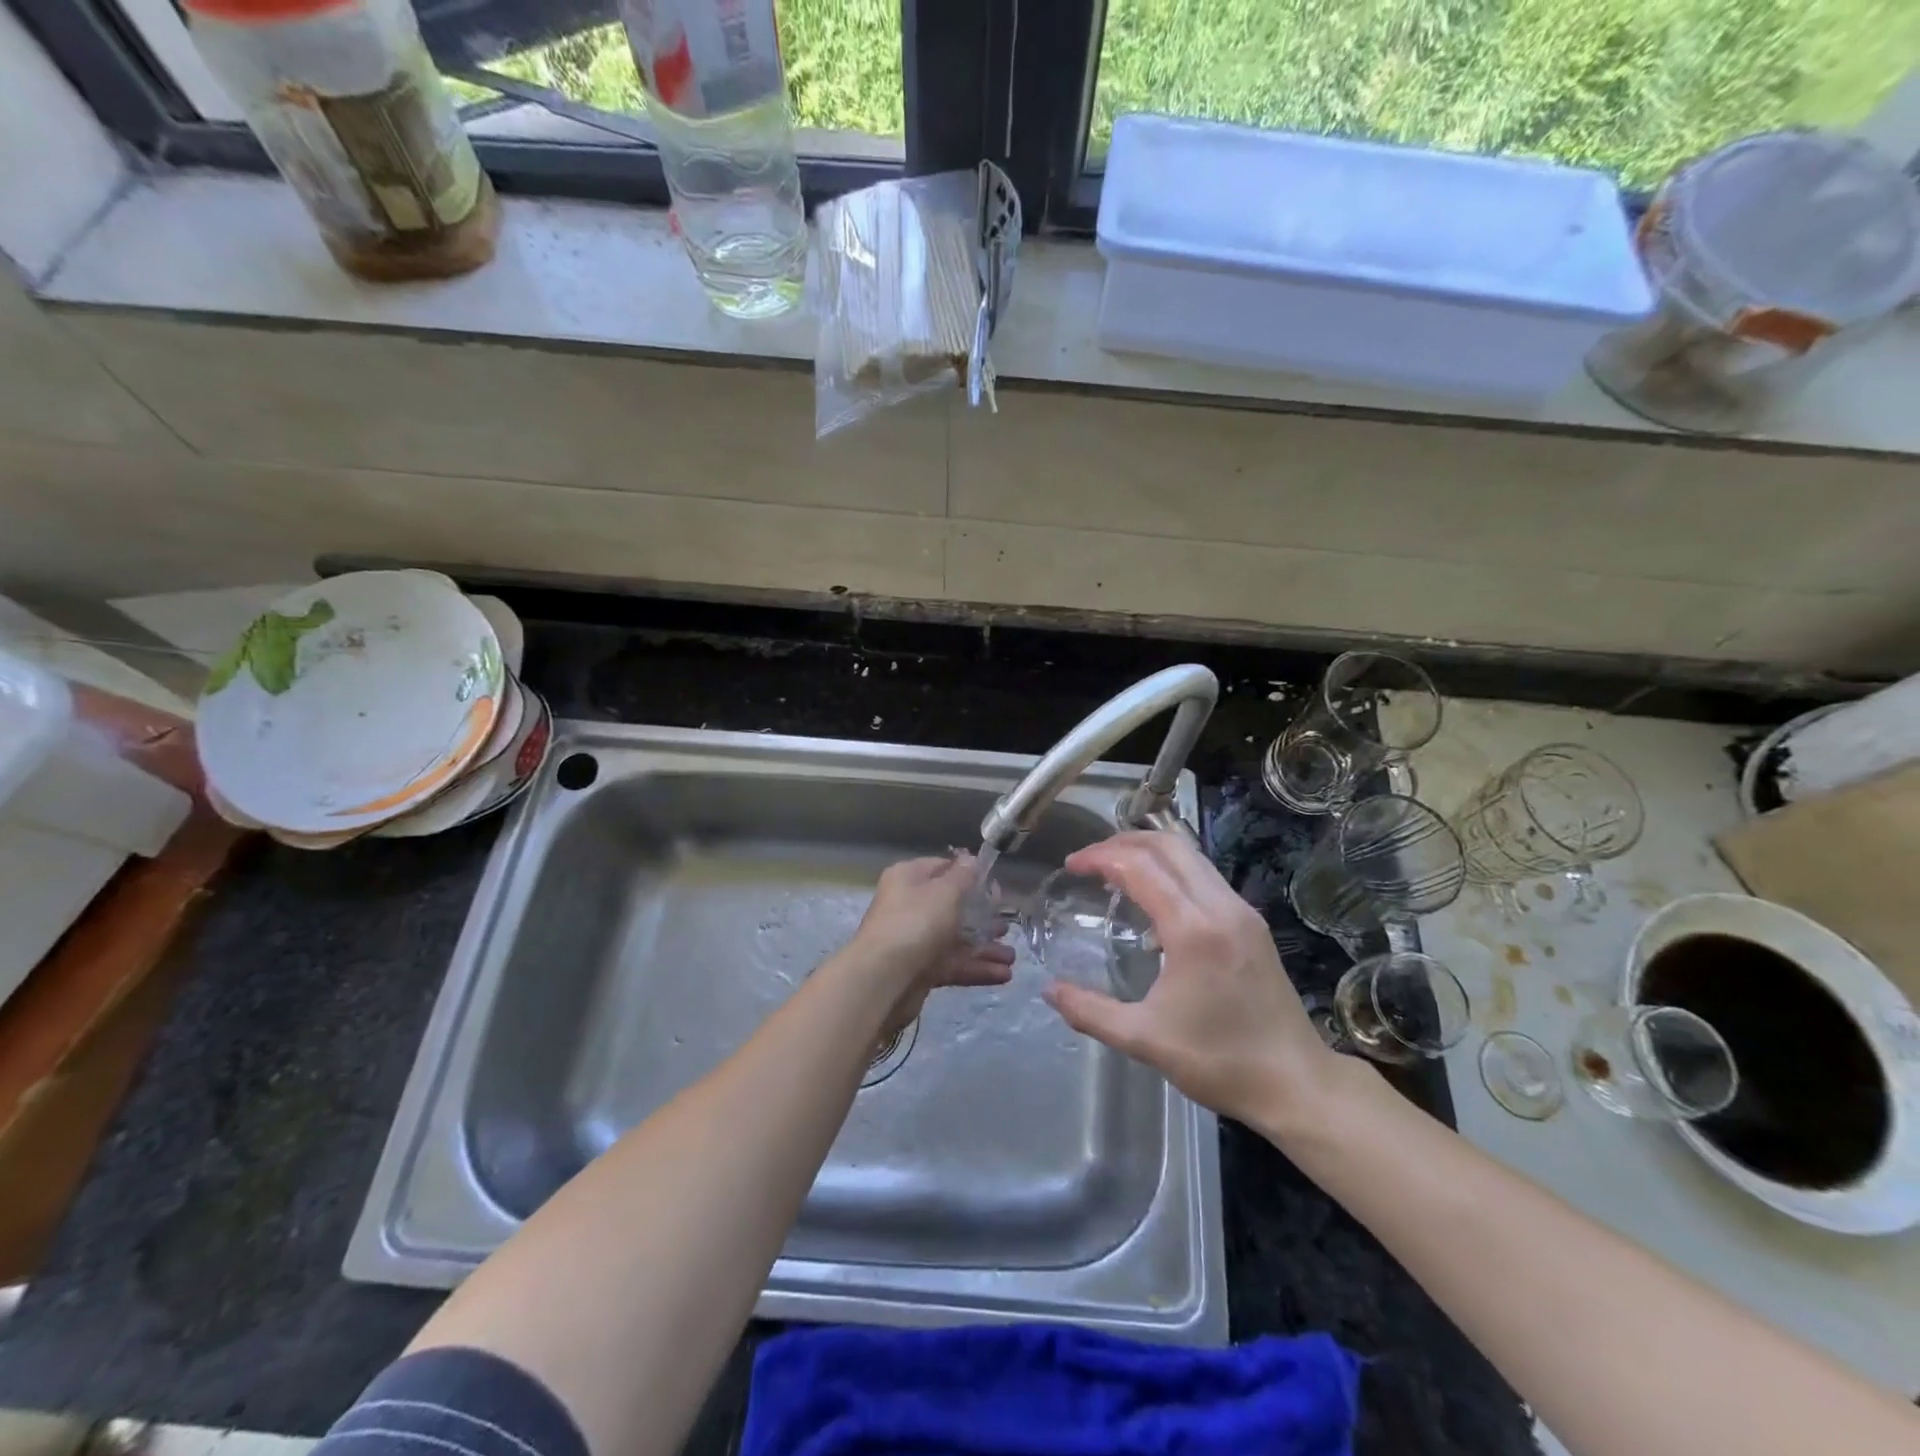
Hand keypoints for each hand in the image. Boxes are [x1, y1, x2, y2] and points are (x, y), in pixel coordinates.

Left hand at [846, 855, 1014, 1039]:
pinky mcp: (921, 970)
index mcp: (909, 879)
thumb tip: (971, 860)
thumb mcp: (944, 892)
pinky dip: (977, 968)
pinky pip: (953, 964)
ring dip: (984, 947)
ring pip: (955, 939)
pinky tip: (1004, 974)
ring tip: (1012, 956)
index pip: (941, 868)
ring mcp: (915, 940)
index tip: (995, 886)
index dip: (969, 875)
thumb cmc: (915, 923)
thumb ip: (963, 876)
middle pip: (951, 907)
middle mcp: (910, 907)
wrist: (883, 979)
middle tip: (1007, 923)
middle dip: (982, 916)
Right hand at [1042, 830, 1340, 1126]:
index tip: (1071, 865)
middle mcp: (1221, 906)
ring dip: (1149, 852)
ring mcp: (1242, 911)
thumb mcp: (1143, 1040)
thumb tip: (1049, 991)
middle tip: (1090, 861)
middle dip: (1123, 842)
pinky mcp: (1252, 922)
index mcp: (1193, 929)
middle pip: (1168, 845)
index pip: (1139, 867)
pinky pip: (1205, 876)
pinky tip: (1153, 900)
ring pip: (1191, 855)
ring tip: (1115, 871)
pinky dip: (1172, 870)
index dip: (1100, 857)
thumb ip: (1090, 1012)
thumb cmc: (1218, 1061)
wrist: (1296, 1084)